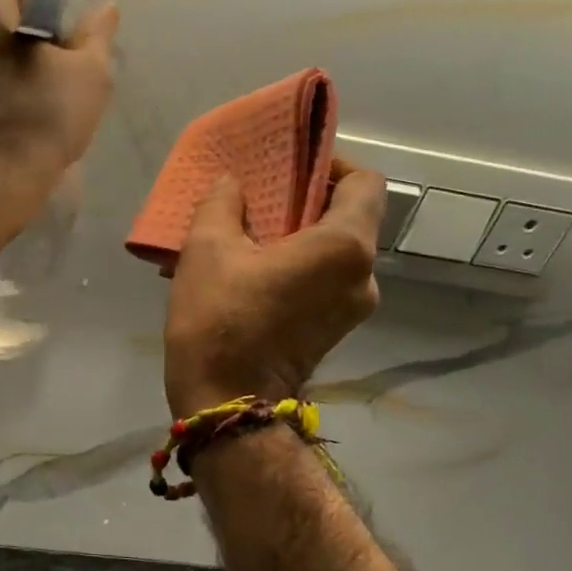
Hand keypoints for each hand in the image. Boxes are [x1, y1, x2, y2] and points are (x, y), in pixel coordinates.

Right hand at [164, 159, 385, 417]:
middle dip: (305, 202)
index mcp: (344, 247)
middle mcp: (364, 276)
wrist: (225, 405)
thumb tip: (234, 184)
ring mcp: (352, 309)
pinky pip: (322, 280)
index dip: (332, 165)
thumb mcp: (207, 248)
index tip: (291, 169)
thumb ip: (223, 202)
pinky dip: (295, 266)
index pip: (365, 182)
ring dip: (296, 237)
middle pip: (348, 218)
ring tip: (246, 236)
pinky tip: (249, 271)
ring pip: (333, 252)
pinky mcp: (334, 331)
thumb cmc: (219, 319)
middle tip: (259, 199)